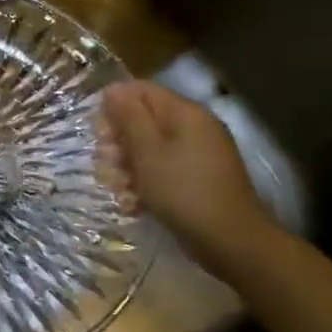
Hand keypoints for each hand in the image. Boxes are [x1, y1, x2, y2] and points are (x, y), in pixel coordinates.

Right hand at [99, 80, 274, 273]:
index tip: (100, 135)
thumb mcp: (147, 151)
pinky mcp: (198, 179)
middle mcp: (194, 127)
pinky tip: (134, 204)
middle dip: (119, 142)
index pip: (141, 90)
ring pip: (150, 149)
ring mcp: (199, 154)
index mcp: (185, 113)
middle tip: (107, 166)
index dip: (115, 108)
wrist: (231, 242)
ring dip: (128, 167)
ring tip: (120, 191)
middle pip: (144, 121)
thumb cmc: (182, 191)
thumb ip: (129, 117)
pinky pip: (164, 170)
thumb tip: (113, 89)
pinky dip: (146, 183)